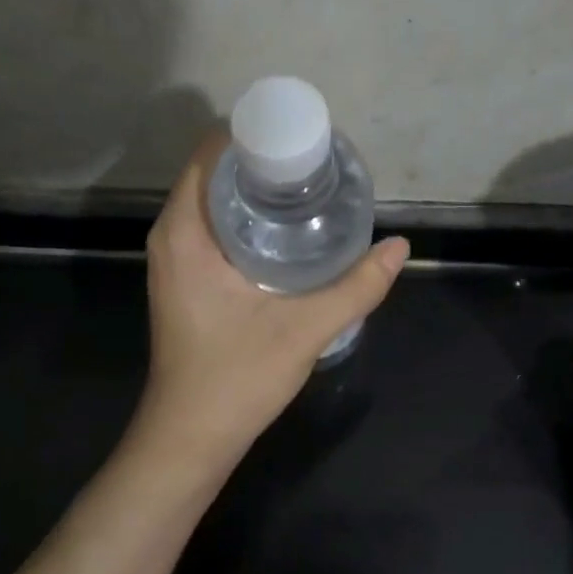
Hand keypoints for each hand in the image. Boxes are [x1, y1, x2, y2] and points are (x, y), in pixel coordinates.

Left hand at [133, 131, 408, 466]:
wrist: (190, 438)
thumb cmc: (235, 380)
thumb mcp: (304, 331)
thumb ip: (356, 287)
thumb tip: (400, 248)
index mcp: (185, 233)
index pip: (212, 153)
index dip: (257, 135)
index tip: (304, 140)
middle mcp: (171, 236)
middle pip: (215, 173)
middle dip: (265, 161)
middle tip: (320, 166)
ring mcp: (175, 259)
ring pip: (215, 202)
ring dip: (257, 191)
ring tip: (312, 190)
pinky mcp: (186, 280)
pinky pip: (215, 228)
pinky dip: (249, 218)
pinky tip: (289, 231)